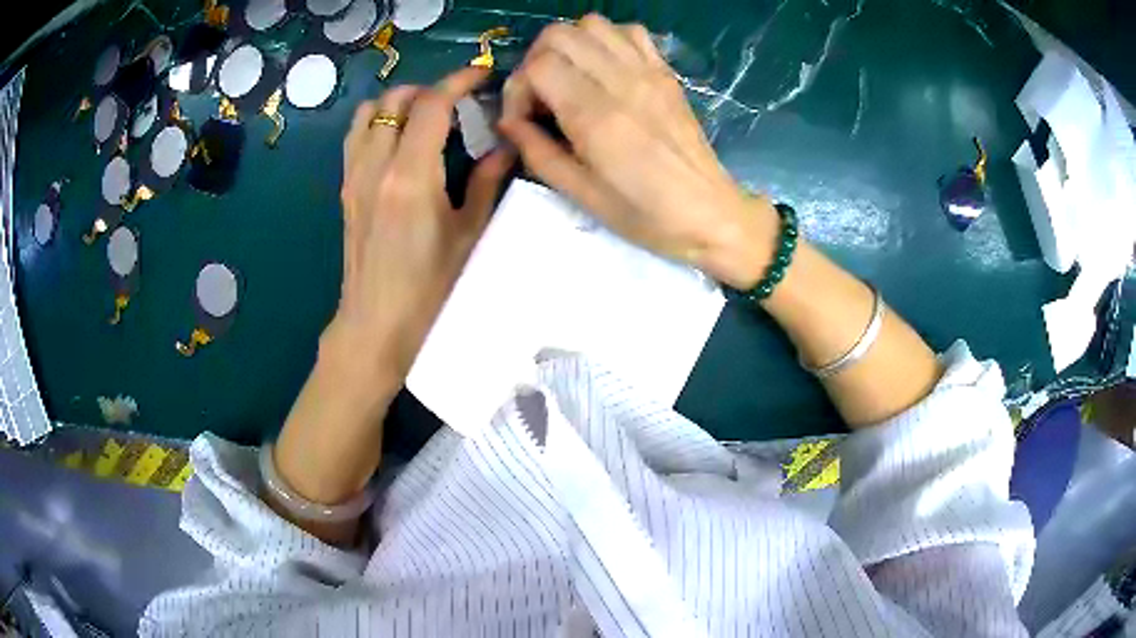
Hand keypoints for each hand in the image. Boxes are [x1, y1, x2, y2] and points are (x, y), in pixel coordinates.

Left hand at [327, 67, 514, 384]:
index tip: (481, 74)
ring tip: (425, 117)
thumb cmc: (431, 290)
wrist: (376, 326)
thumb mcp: (469, 237)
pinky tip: (398, 141)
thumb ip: (487, 184)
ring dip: (399, 102)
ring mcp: (354, 176)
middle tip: (457, 102)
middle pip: (396, 99)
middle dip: (429, 88)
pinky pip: (356, 136)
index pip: (430, 105)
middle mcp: (376, 166)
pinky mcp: (346, 189)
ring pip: (369, 112)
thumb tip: (504, 148)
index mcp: (411, 176)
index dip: (458, 81)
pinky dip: (377, 121)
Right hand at [499, 14, 776, 288]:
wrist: (709, 211)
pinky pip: (629, 31)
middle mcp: (621, 81)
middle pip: (559, 35)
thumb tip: (509, 122)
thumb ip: (537, 152)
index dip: (517, 89)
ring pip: (592, 24)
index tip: (523, 119)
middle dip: (535, 60)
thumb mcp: (581, 195)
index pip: (538, 66)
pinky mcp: (665, 72)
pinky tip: (604, 68)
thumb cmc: (644, 214)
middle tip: (540, 96)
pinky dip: (606, 40)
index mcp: (596, 116)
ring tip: (569, 78)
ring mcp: (647, 71)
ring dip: (568, 45)